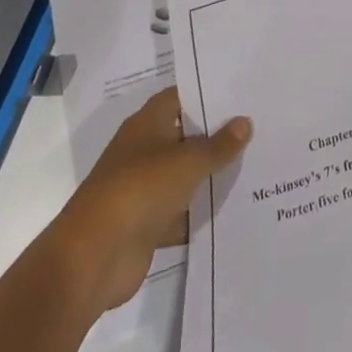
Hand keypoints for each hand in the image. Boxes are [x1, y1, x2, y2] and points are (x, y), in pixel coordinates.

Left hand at [50, 87, 250, 317]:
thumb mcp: (187, 162)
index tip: (242, 92)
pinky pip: (182, 213)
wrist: (94, 258)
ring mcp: (145, 189)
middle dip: (217, 135)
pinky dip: (201, 214)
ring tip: (256, 165)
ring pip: (185, 176)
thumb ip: (218, 145)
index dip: (209, 93)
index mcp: (148, 124)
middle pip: (186, 136)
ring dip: (211, 176)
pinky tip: (236, 210)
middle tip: (258, 126)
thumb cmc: (140, 190)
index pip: (182, 97)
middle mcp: (145, 151)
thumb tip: (245, 122)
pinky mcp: (148, 225)